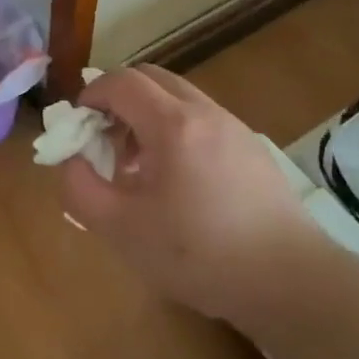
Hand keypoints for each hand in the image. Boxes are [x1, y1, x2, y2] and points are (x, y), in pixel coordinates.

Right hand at [61, 66, 327, 324]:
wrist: (288, 280)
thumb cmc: (198, 254)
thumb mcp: (121, 229)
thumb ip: (80, 188)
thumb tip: (71, 160)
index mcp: (173, 125)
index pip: (121, 81)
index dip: (91, 95)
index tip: (78, 127)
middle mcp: (205, 112)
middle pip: (151, 78)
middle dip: (118, 99)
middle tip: (104, 141)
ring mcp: (234, 127)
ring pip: (178, 98)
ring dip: (146, 116)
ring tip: (137, 166)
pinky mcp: (252, 148)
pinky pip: (201, 120)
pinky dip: (175, 130)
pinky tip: (176, 182)